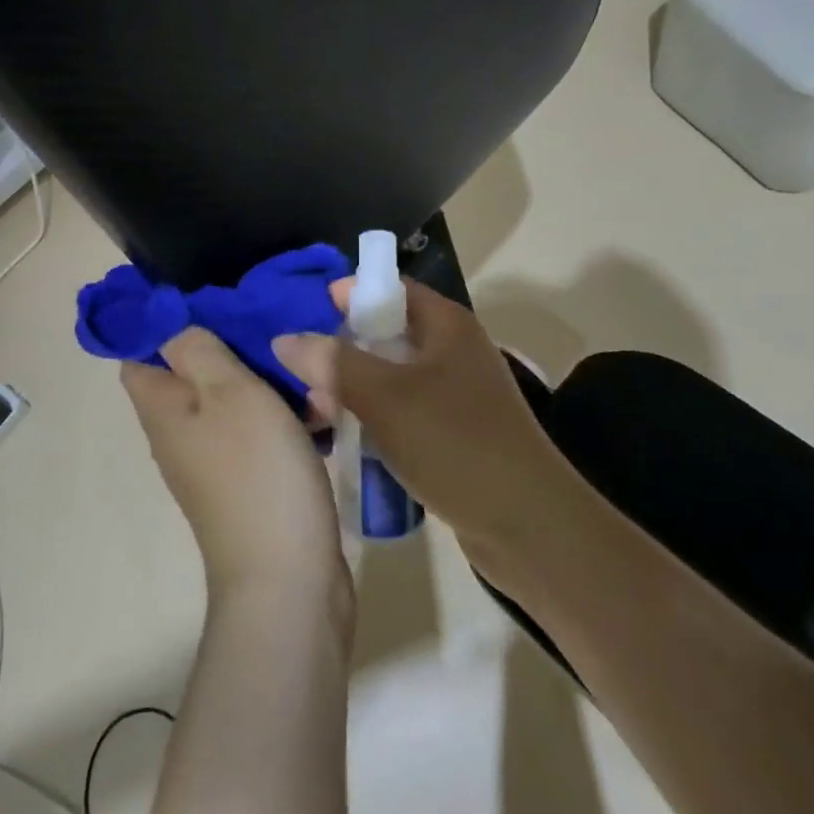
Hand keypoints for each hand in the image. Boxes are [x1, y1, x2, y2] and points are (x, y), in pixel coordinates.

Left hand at [123, 329, 350, 609]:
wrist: (288, 579)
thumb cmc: (256, 473)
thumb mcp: (227, 391)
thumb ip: (196, 349)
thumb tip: (169, 323)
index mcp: (162, 406)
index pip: (140, 348)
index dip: (163, 318)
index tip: (206, 294)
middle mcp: (178, 430)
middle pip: (193, 368)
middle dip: (231, 342)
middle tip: (270, 322)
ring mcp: (214, 458)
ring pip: (233, 397)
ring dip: (268, 379)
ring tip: (307, 366)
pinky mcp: (249, 480)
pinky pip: (260, 429)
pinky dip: (285, 414)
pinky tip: (320, 408)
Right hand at [273, 279, 564, 571]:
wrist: (528, 526)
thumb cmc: (455, 443)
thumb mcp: (386, 397)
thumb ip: (333, 363)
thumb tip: (284, 338)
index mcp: (446, 325)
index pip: (391, 288)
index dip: (349, 293)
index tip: (307, 313)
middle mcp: (453, 351)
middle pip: (386, 333)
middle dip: (342, 350)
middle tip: (302, 373)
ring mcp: (456, 394)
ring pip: (391, 377)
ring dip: (353, 390)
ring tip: (316, 413)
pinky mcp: (454, 433)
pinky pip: (402, 412)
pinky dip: (374, 419)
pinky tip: (346, 441)